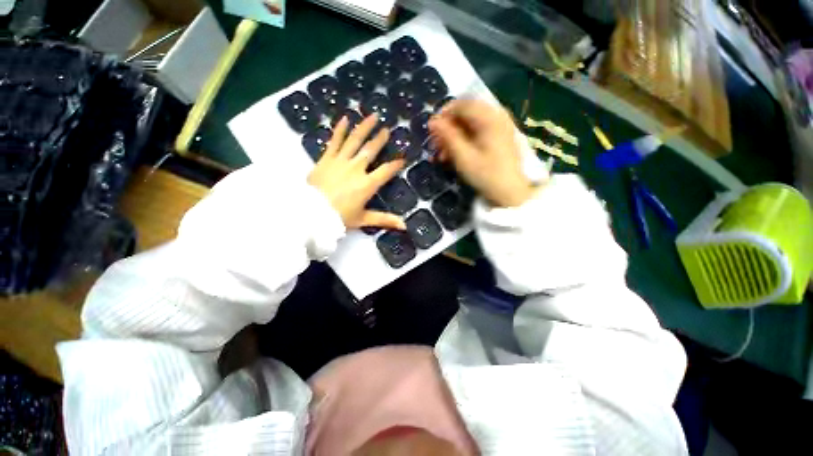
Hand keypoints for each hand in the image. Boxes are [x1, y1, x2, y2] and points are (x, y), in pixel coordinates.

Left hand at [308, 114, 405, 230]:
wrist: (310, 213)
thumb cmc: (339, 218)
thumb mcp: (363, 219)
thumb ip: (385, 219)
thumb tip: (404, 226)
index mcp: (367, 184)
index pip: (386, 171)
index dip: (395, 164)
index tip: (402, 158)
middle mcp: (356, 169)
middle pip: (371, 150)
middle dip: (380, 139)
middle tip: (387, 129)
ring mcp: (341, 161)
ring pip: (355, 140)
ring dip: (364, 127)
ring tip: (372, 115)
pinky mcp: (326, 158)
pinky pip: (335, 141)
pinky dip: (340, 130)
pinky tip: (345, 118)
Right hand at [429, 99, 538, 206]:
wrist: (509, 192)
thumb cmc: (486, 174)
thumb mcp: (463, 156)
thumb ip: (447, 136)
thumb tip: (432, 121)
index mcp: (489, 117)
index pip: (461, 105)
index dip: (443, 116)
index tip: (432, 132)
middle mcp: (496, 115)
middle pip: (464, 114)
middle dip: (447, 129)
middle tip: (436, 146)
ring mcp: (498, 126)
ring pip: (468, 124)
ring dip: (453, 137)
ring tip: (443, 155)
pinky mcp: (498, 136)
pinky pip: (476, 132)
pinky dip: (463, 141)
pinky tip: (454, 155)